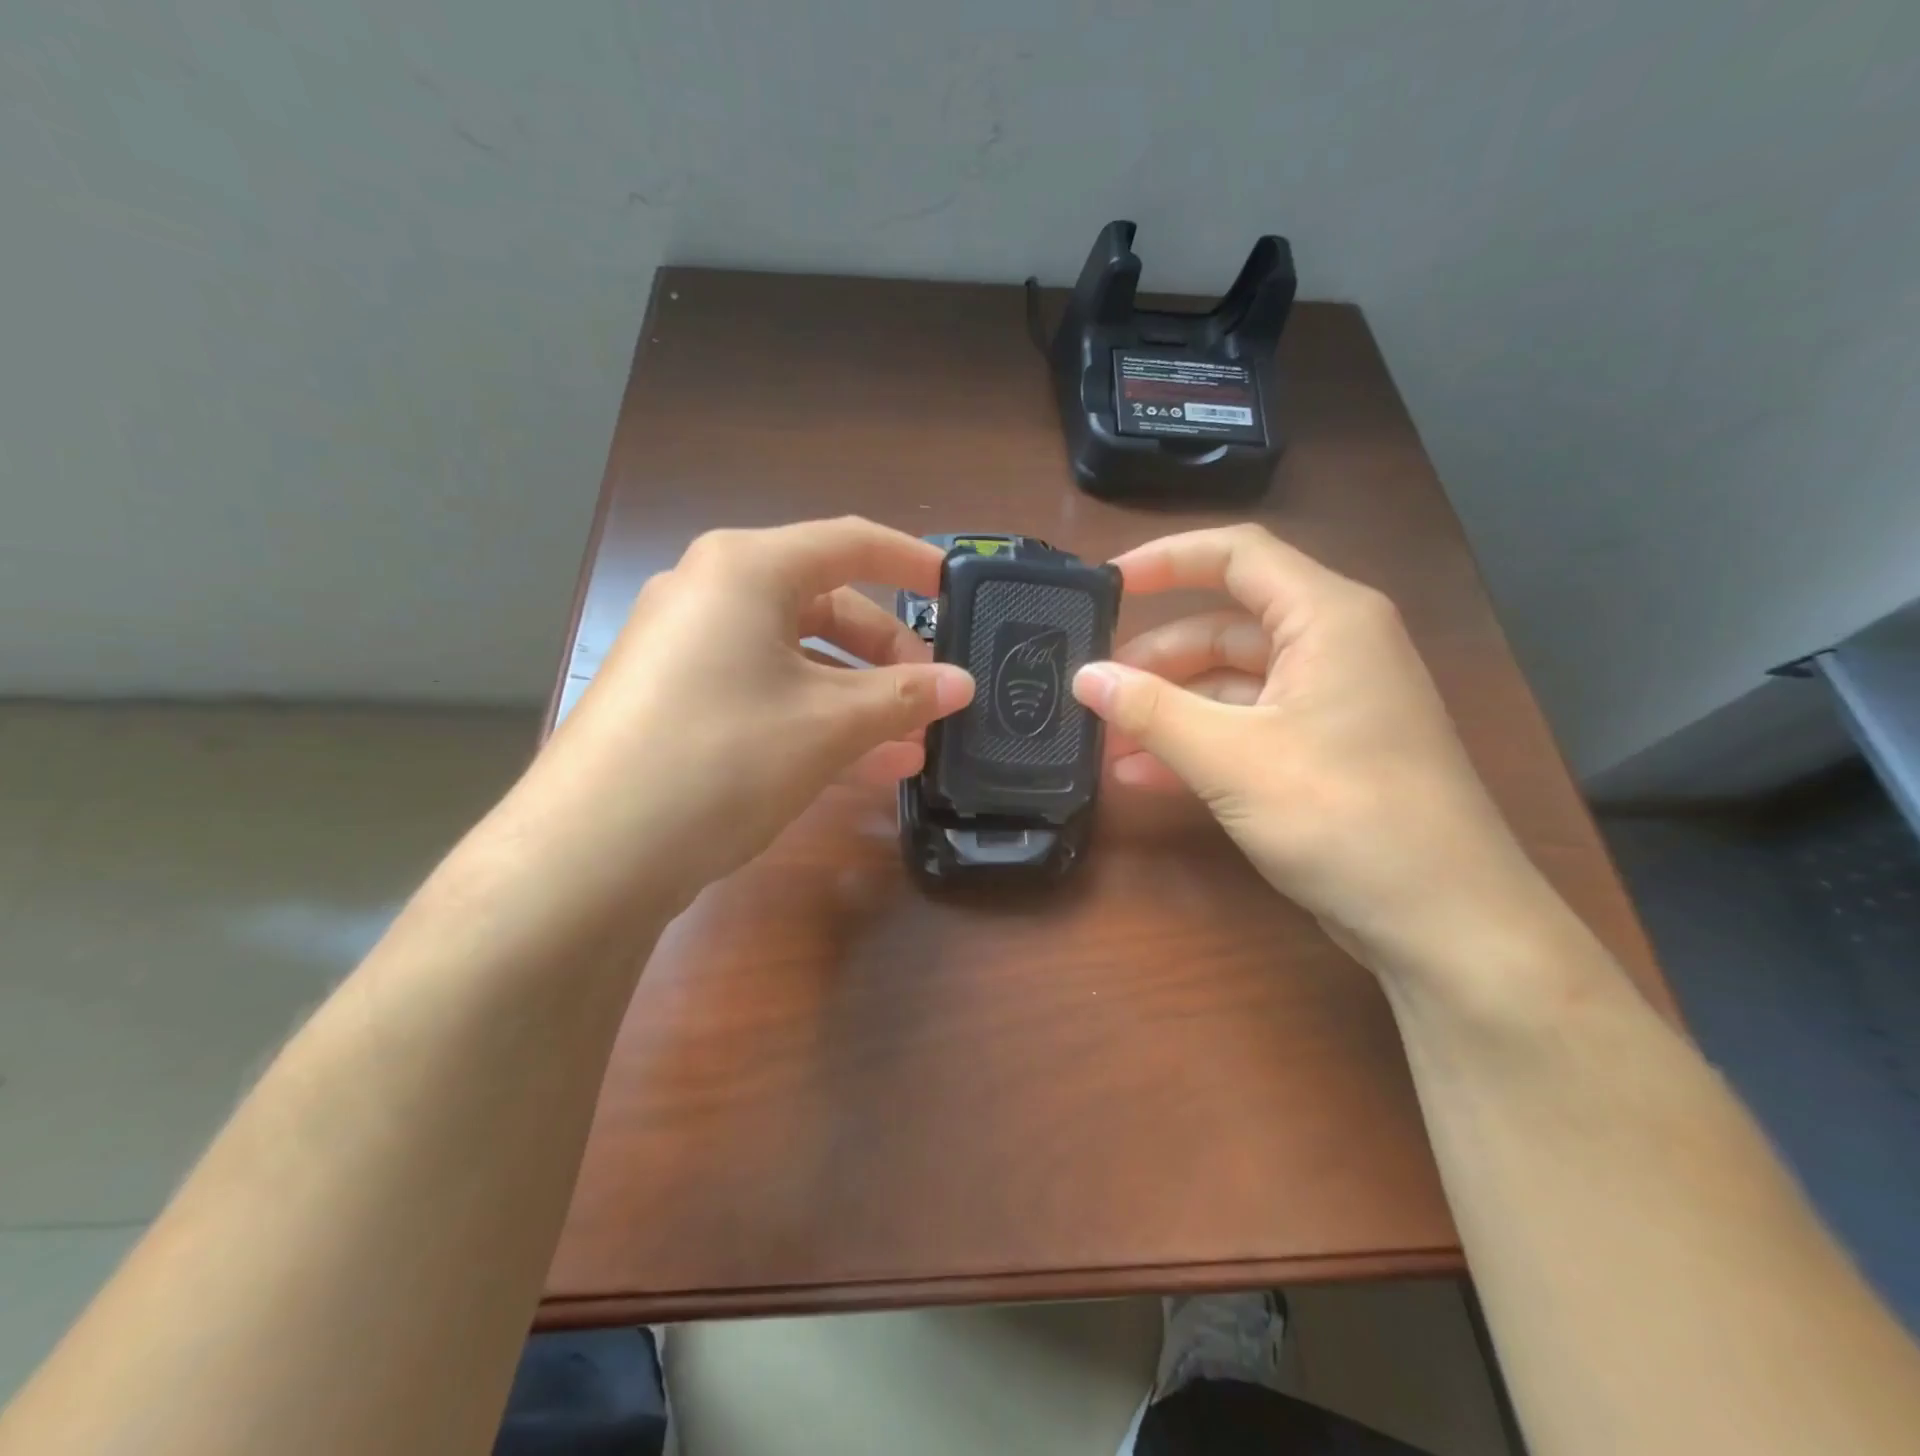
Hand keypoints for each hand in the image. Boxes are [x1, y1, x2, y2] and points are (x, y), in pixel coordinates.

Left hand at [514, 518, 972, 916]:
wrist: (592, 853)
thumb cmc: (722, 756)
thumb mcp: (827, 724)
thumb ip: (903, 696)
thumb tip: (963, 684)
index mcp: (747, 569)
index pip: (850, 543)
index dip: (911, 563)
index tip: (958, 591)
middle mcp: (712, 594)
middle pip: (826, 606)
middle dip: (887, 657)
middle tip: (933, 699)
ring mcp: (689, 650)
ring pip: (798, 659)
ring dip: (858, 699)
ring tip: (911, 746)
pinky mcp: (677, 702)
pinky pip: (765, 694)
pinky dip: (814, 720)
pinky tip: (861, 765)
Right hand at [1072, 525, 1551, 980]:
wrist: (1445, 922)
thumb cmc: (1345, 817)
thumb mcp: (1233, 759)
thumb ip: (1153, 712)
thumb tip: (1085, 677)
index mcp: (1327, 619)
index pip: (1237, 555)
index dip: (1166, 559)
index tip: (1105, 585)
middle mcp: (1332, 647)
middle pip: (1225, 628)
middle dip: (1156, 660)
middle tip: (1095, 690)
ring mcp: (1329, 703)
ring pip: (1230, 684)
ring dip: (1169, 710)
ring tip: (1106, 741)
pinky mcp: (1323, 752)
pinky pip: (1247, 728)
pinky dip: (1197, 744)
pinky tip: (1144, 775)